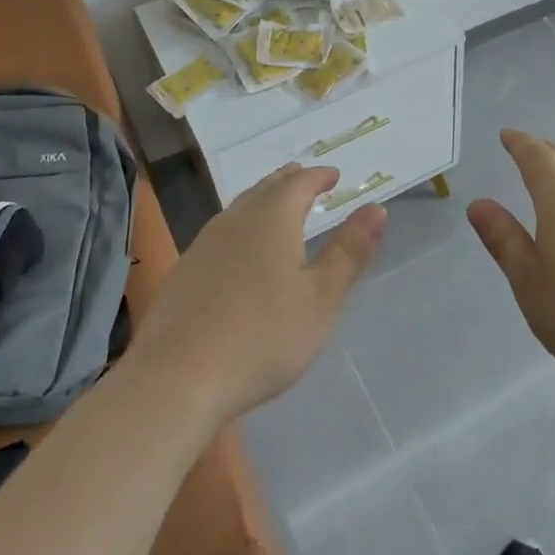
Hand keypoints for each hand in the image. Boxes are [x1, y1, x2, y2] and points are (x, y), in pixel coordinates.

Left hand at [129, 163, 385, 425]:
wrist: (177, 379)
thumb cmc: (262, 337)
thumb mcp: (321, 298)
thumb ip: (349, 252)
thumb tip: (377, 209)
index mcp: (272, 219)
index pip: (299, 183)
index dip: (319, 176)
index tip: (334, 175)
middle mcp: (236, 220)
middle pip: (266, 189)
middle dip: (290, 182)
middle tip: (306, 179)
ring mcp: (204, 245)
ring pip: (240, 208)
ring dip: (263, 200)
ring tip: (277, 206)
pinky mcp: (185, 272)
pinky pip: (222, 232)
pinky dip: (242, 226)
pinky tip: (241, 249)